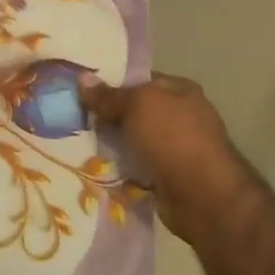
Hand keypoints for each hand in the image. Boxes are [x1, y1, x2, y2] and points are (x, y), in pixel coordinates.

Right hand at [79, 72, 248, 242]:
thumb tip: (82, 79)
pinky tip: (96, 172)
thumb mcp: (137, 106)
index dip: (112, 85)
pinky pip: (138, 169)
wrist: (201, 195)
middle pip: (136, 113)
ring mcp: (177, 150)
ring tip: (77, 147)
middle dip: (108, 119)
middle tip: (74, 121)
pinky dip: (121, 171)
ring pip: (135, 143)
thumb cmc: (172, 138)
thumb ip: (109, 95)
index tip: (81, 93)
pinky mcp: (169, 178)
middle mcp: (182, 117)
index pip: (141, 81)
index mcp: (181, 91)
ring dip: (112, 147)